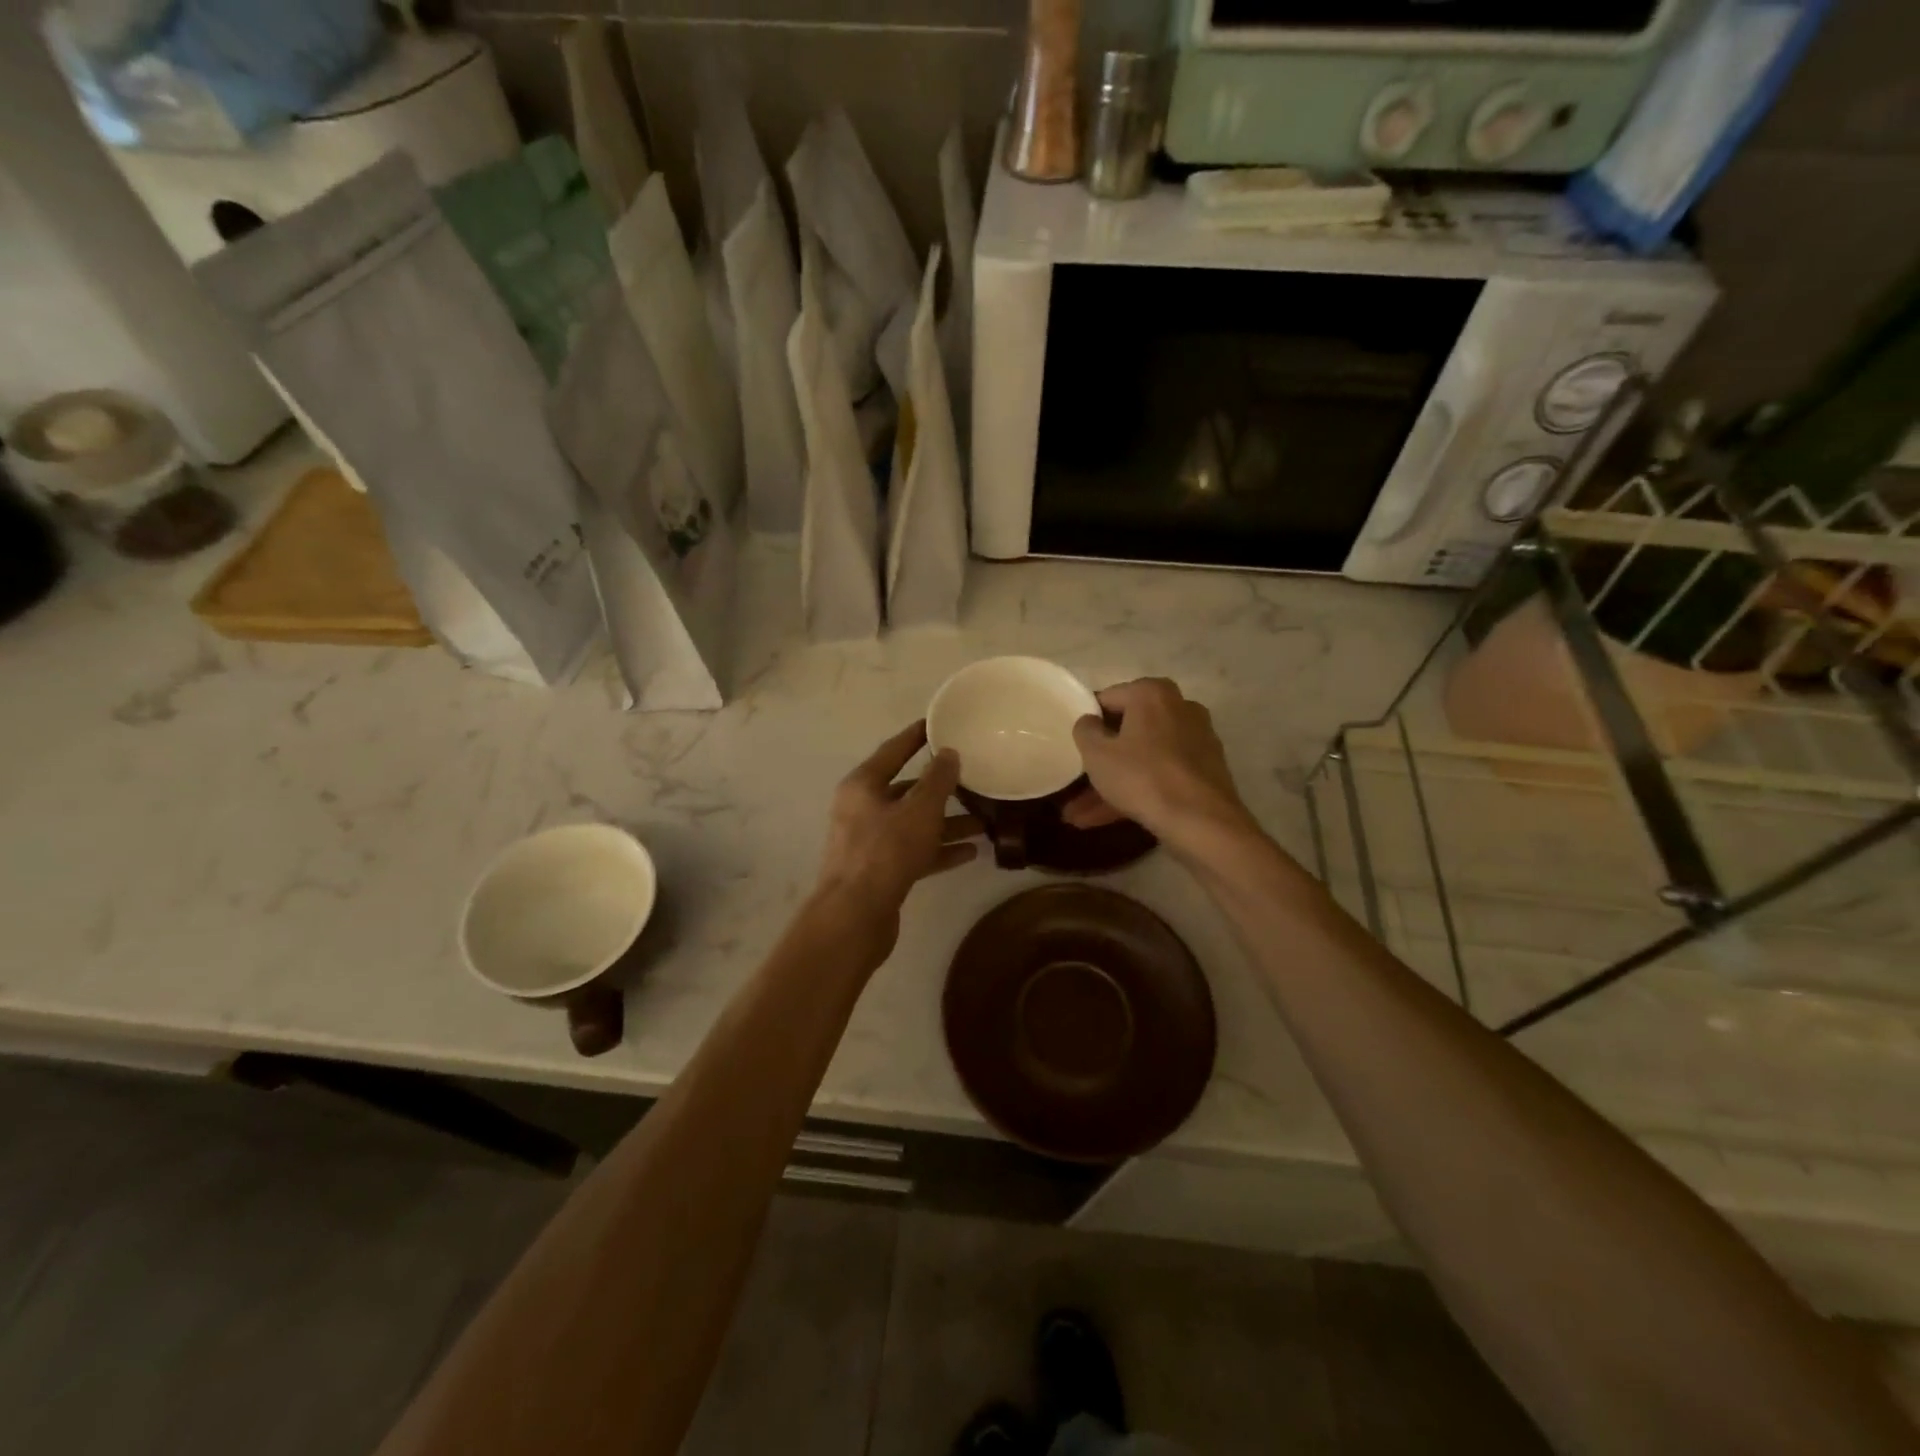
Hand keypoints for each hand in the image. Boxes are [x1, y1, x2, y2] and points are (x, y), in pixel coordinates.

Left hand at [814, 722, 980, 949]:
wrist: (855, 916)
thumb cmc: (885, 852)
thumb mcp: (919, 810)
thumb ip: (937, 780)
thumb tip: (948, 753)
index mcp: (863, 785)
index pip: (893, 750)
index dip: (917, 736)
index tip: (940, 724)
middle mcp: (862, 809)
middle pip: (906, 790)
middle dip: (941, 788)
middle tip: (974, 779)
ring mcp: (870, 842)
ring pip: (914, 824)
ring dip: (946, 823)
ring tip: (983, 822)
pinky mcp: (881, 871)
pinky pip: (915, 852)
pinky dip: (939, 850)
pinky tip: (971, 852)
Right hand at [1065, 678, 1255, 855]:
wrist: (1202, 822)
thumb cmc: (1142, 777)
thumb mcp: (1097, 754)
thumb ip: (1085, 730)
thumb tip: (1090, 721)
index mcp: (1152, 693)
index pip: (1108, 699)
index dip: (1087, 723)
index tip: (1074, 747)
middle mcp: (1179, 708)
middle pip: (1128, 732)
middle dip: (1100, 761)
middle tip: (1075, 784)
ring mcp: (1196, 740)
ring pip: (1143, 758)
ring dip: (1113, 785)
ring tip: (1080, 816)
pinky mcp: (1205, 770)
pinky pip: (1162, 775)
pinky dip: (1138, 791)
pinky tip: (1108, 819)